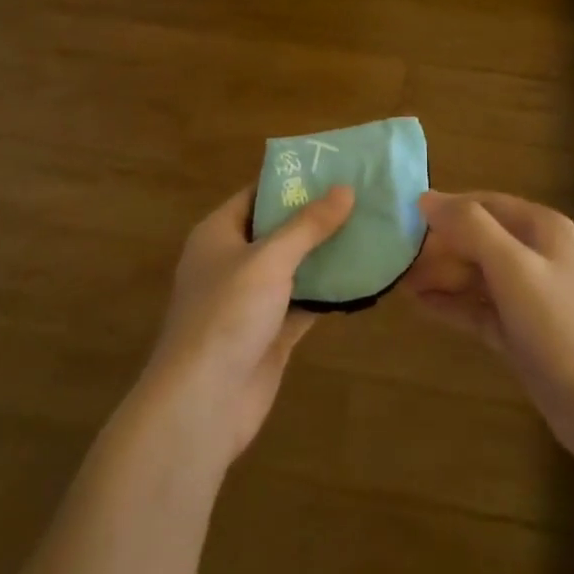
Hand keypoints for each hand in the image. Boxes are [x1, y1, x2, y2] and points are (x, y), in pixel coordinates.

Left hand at [135, 185, 352, 468]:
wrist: (202, 404)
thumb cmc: (227, 315)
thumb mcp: (269, 259)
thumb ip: (308, 225)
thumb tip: (345, 188)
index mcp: (218, 234)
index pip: (257, 194)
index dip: (292, 181)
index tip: (334, 168)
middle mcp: (232, 262)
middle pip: (278, 230)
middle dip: (316, 217)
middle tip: (362, 197)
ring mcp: (250, 301)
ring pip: (294, 267)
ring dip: (326, 254)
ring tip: (371, 229)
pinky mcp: (269, 333)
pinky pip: (303, 302)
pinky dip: (328, 292)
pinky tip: (363, 278)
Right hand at [406, 191, 573, 465]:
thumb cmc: (559, 326)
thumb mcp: (513, 268)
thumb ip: (471, 228)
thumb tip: (426, 198)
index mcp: (541, 228)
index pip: (483, 204)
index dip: (445, 210)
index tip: (403, 220)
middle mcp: (536, 254)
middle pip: (478, 239)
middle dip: (439, 247)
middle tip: (395, 259)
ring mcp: (529, 295)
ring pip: (476, 274)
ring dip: (441, 276)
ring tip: (398, 282)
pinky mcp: (520, 330)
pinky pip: (479, 307)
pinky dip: (452, 304)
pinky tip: (420, 305)